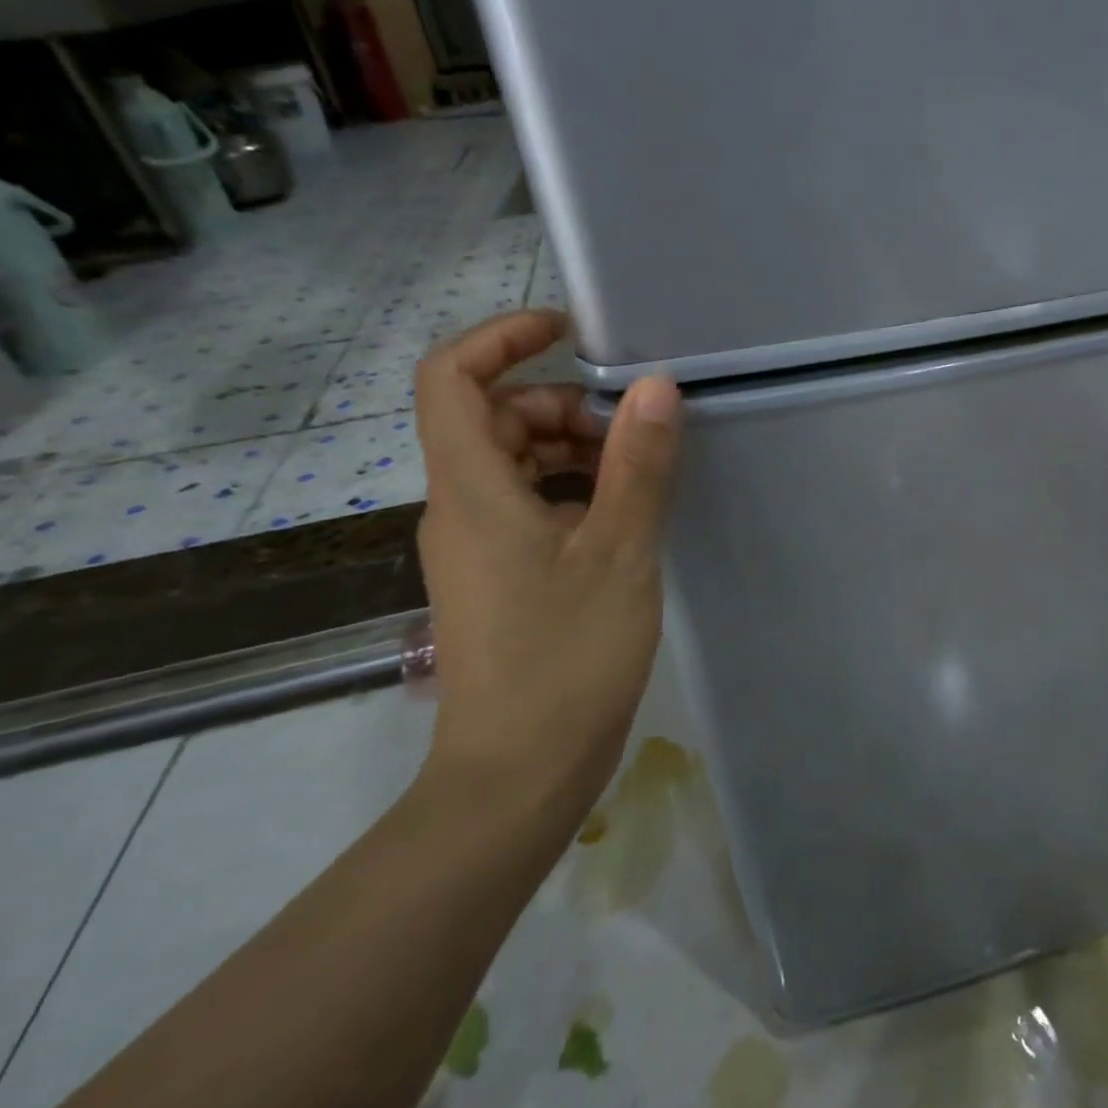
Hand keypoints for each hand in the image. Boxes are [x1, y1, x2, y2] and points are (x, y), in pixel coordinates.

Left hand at [411, 309, 682, 827]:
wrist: (517, 777)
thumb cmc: (566, 659)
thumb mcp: (619, 551)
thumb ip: (638, 464)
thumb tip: (655, 386)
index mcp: (472, 490)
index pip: (452, 378)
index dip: (502, 337)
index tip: (570, 330)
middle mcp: (461, 506)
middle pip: (495, 417)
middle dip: (563, 404)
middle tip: (634, 429)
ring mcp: (476, 543)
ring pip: (516, 461)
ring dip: (575, 449)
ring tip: (640, 473)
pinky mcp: (498, 574)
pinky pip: (529, 503)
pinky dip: (573, 489)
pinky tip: (625, 516)